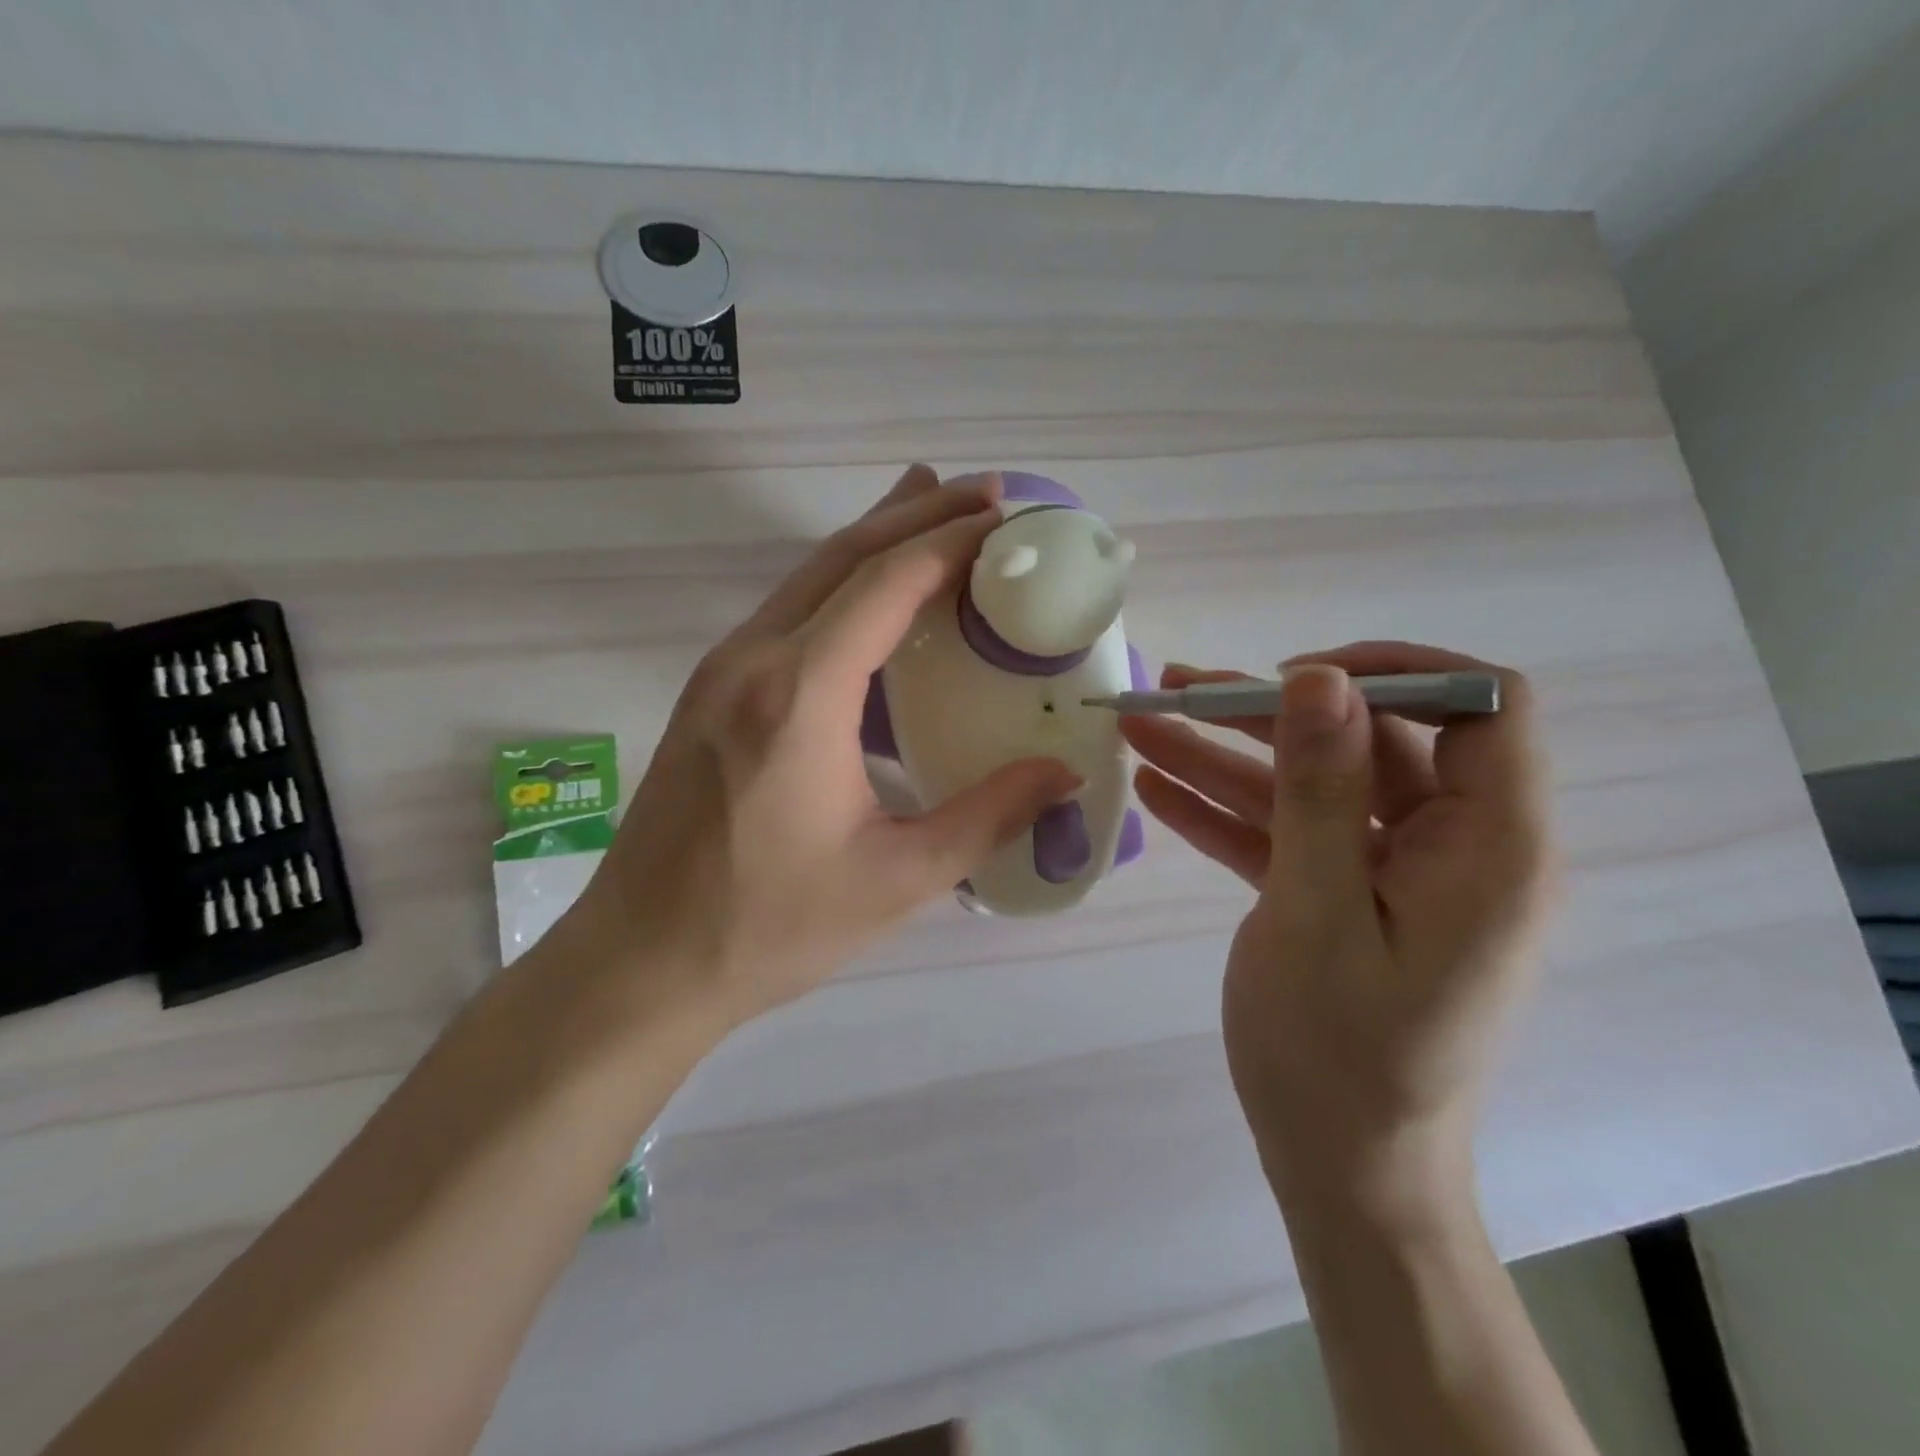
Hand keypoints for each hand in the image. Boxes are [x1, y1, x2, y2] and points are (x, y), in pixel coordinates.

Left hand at [563, 466, 1079, 1031]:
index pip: (885, 584)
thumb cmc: (770, 926)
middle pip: (842, 557)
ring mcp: (720, 672)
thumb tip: (1064, 773)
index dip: (950, 542)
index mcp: (800, 695)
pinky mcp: (708, 694)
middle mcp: (753, 660)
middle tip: (984, 494)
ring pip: (808, 577)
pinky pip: (786, 612)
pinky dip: (841, 584)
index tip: (1005, 519)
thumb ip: (989, 816)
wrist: (641, 962)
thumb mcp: (897, 879)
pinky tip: (871, 598)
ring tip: (932, 510)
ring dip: (875, 539)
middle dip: (917, 514)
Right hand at [1122, 643, 1554, 1193]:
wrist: (1339, 1171)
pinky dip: (1227, 813)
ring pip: (1312, 787)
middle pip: (1365, 742)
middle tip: (1172, 691)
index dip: (1395, 670)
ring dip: (1225, 759)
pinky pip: (1290, 835)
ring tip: (1139, 728)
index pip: (1481, 707)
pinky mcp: (1346, 898)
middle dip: (1264, 714)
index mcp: (1490, 846)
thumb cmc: (1339, 1053)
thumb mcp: (1317, 910)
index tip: (1296, 677)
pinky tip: (1157, 789)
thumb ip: (1321, 789)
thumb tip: (1320, 678)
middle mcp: (1454, 847)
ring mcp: (1394, 874)